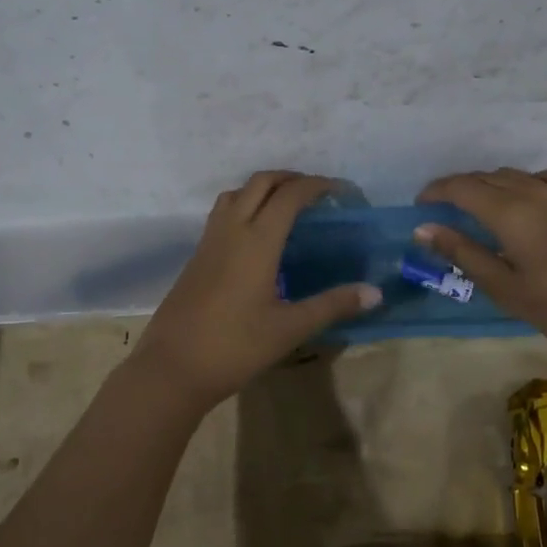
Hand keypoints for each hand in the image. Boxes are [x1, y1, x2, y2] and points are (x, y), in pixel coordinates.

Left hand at [127, 172, 380, 407]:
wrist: (171, 367)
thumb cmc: (235, 346)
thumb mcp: (289, 328)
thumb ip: (333, 305)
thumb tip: (375, 292)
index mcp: (257, 240)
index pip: (289, 195)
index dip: (316, 185)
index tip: (340, 191)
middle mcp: (232, 230)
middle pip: (260, 183)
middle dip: (290, 178)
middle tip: (316, 192)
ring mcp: (209, 241)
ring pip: (236, 193)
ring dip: (263, 188)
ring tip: (286, 206)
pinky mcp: (196, 255)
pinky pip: (222, 212)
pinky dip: (245, 205)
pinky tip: (256, 235)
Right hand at [416, 166, 546, 360]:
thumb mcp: (504, 287)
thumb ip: (463, 252)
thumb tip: (424, 229)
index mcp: (509, 212)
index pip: (461, 187)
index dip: (436, 191)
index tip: (420, 204)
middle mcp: (533, 190)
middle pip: (485, 177)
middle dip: (459, 188)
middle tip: (443, 209)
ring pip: (514, 175)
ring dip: (490, 184)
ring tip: (480, 205)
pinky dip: (527, 181)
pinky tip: (530, 197)